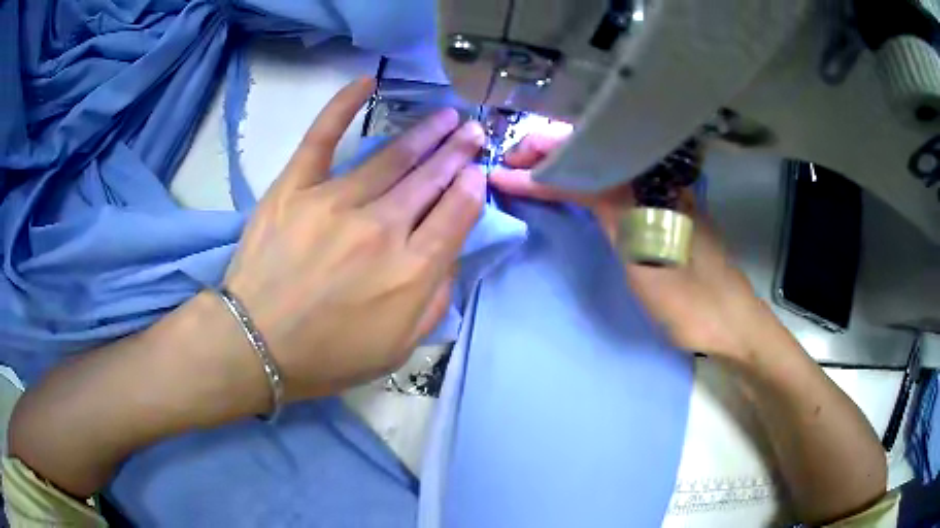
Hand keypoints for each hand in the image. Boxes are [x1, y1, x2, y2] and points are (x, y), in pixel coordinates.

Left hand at [225, 78, 485, 400]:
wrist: (256, 345)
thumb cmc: (329, 355)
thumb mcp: (399, 347)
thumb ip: (435, 299)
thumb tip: (451, 253)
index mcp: (410, 270)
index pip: (457, 213)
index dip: (472, 187)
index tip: (477, 172)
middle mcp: (381, 228)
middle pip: (430, 178)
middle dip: (458, 151)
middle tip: (472, 131)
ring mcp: (335, 201)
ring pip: (392, 156)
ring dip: (424, 133)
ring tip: (445, 116)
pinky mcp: (295, 186)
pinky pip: (322, 136)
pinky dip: (343, 105)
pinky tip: (366, 81)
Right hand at [491, 134, 767, 361]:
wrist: (727, 321)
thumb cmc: (688, 295)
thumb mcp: (644, 252)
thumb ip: (607, 205)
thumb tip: (560, 175)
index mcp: (653, 182)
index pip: (587, 160)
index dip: (543, 165)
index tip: (504, 172)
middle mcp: (656, 179)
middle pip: (594, 153)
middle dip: (549, 154)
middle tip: (511, 165)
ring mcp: (658, 196)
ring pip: (603, 169)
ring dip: (563, 168)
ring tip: (526, 171)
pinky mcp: (658, 215)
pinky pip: (613, 189)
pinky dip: (583, 186)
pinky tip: (565, 188)